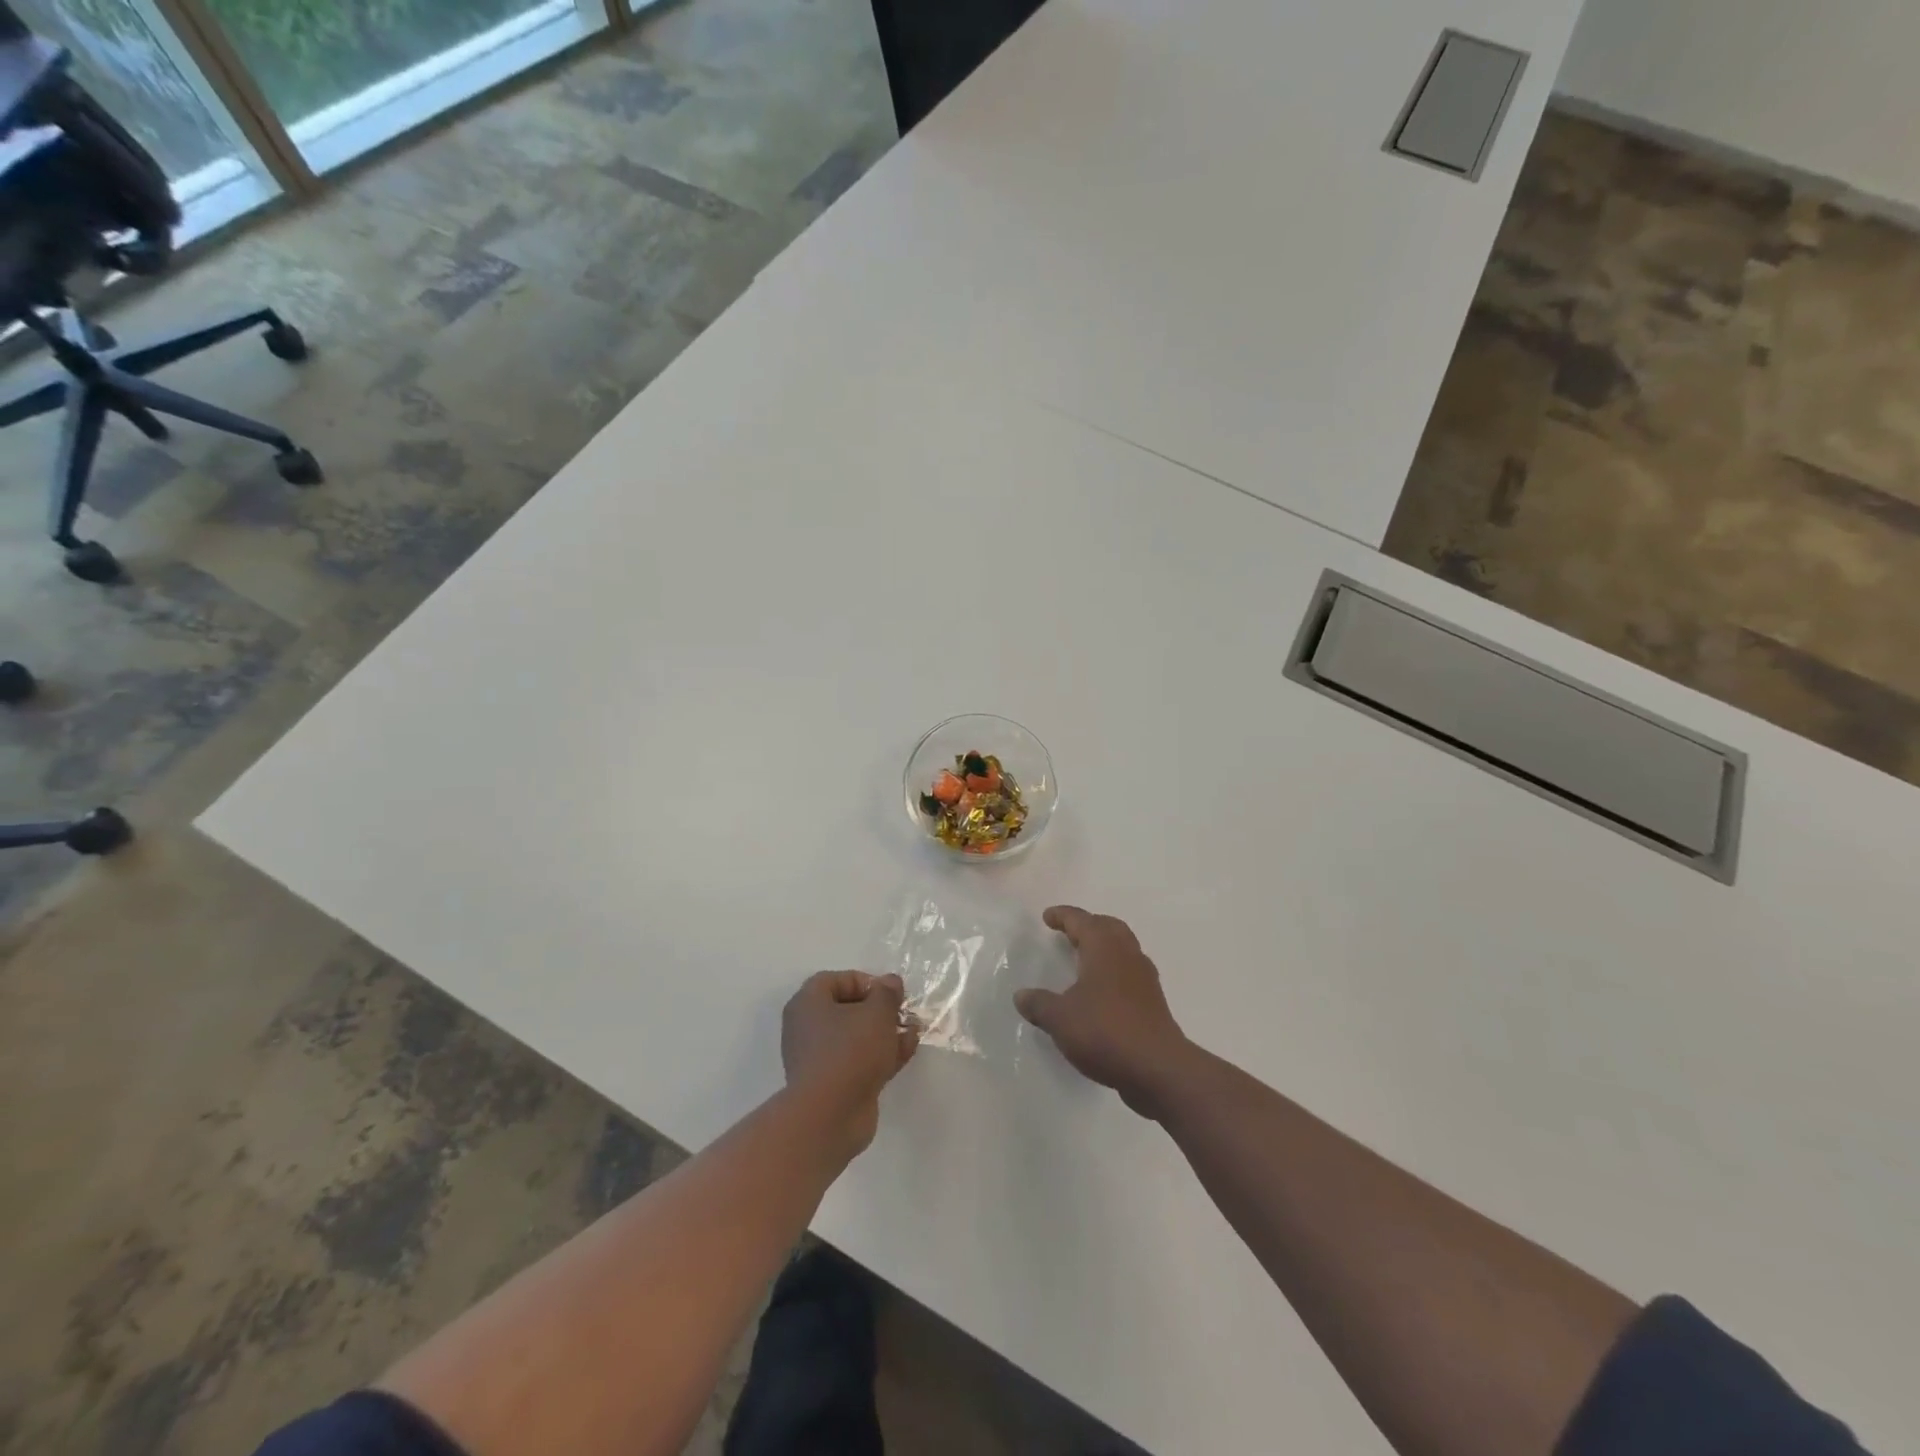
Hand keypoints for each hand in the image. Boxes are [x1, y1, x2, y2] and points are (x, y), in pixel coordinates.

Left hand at [782, 971, 918, 1156]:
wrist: (829, 1117)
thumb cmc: (850, 1051)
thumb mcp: (877, 1013)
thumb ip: (886, 994)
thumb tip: (890, 981)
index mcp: (808, 1004)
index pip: (835, 980)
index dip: (865, 982)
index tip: (889, 992)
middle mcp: (808, 1028)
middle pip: (847, 1009)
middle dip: (880, 1009)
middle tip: (903, 1012)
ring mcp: (819, 1059)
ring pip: (856, 1037)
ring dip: (885, 1032)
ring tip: (914, 1031)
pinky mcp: (833, 1084)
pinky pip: (858, 1060)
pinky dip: (881, 1054)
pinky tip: (907, 1051)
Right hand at [1015, 907, 1191, 1116]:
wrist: (1157, 1068)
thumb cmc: (1105, 1031)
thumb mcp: (1060, 1019)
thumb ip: (1039, 1004)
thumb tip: (1021, 996)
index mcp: (1104, 948)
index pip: (1081, 920)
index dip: (1063, 916)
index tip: (1048, 917)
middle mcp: (1127, 954)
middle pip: (1108, 927)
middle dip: (1088, 925)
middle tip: (1069, 932)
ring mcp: (1144, 978)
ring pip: (1124, 948)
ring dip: (1104, 947)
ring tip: (1084, 959)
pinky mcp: (1153, 1001)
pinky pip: (1130, 972)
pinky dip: (1114, 971)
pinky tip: (1102, 991)